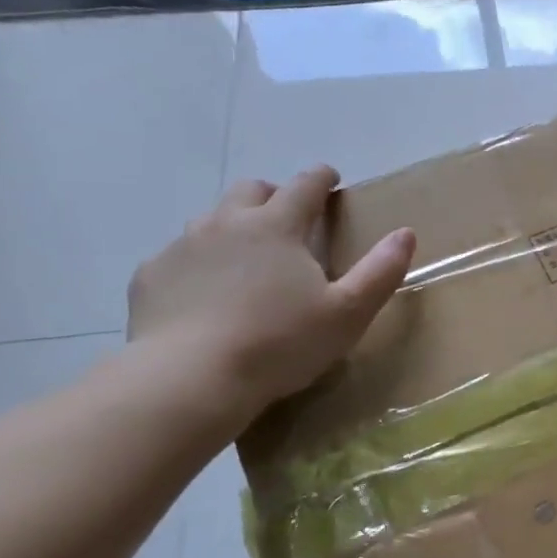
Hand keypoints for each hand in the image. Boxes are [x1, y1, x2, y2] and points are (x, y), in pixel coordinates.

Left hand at [127, 167, 414, 424]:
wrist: (190, 379)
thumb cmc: (280, 343)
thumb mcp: (347, 313)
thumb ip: (380, 271)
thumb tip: (406, 233)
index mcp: (277, 226)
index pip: (304, 185)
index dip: (321, 178)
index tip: (330, 179)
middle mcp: (226, 223)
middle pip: (251, 190)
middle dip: (272, 195)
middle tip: (287, 220)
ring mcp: (182, 247)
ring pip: (211, 220)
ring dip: (232, 228)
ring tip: (245, 260)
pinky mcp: (151, 277)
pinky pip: (177, 258)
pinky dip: (197, 265)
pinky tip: (204, 296)